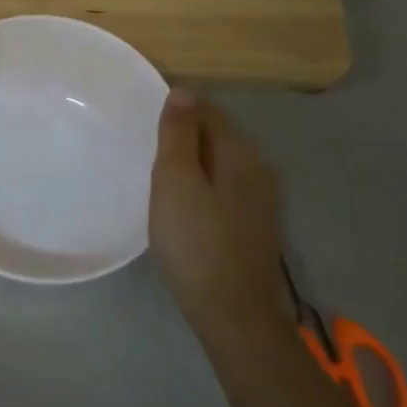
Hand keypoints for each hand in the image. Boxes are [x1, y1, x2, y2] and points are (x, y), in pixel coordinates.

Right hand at [149, 90, 290, 344]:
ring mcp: (261, 201)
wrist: (233, 313)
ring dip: (193, 163)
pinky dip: (203, 186)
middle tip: (146, 147)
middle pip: (217, 136)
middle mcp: (259, 169)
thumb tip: (183, 92)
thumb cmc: (196, 242)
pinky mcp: (255, 227)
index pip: (207, 111)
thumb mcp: (175, 181)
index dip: (176, 110)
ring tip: (159, 175)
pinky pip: (225, 189)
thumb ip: (178, 135)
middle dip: (184, 135)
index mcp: (240, 153)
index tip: (144, 119)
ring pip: (221, 165)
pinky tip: (183, 205)